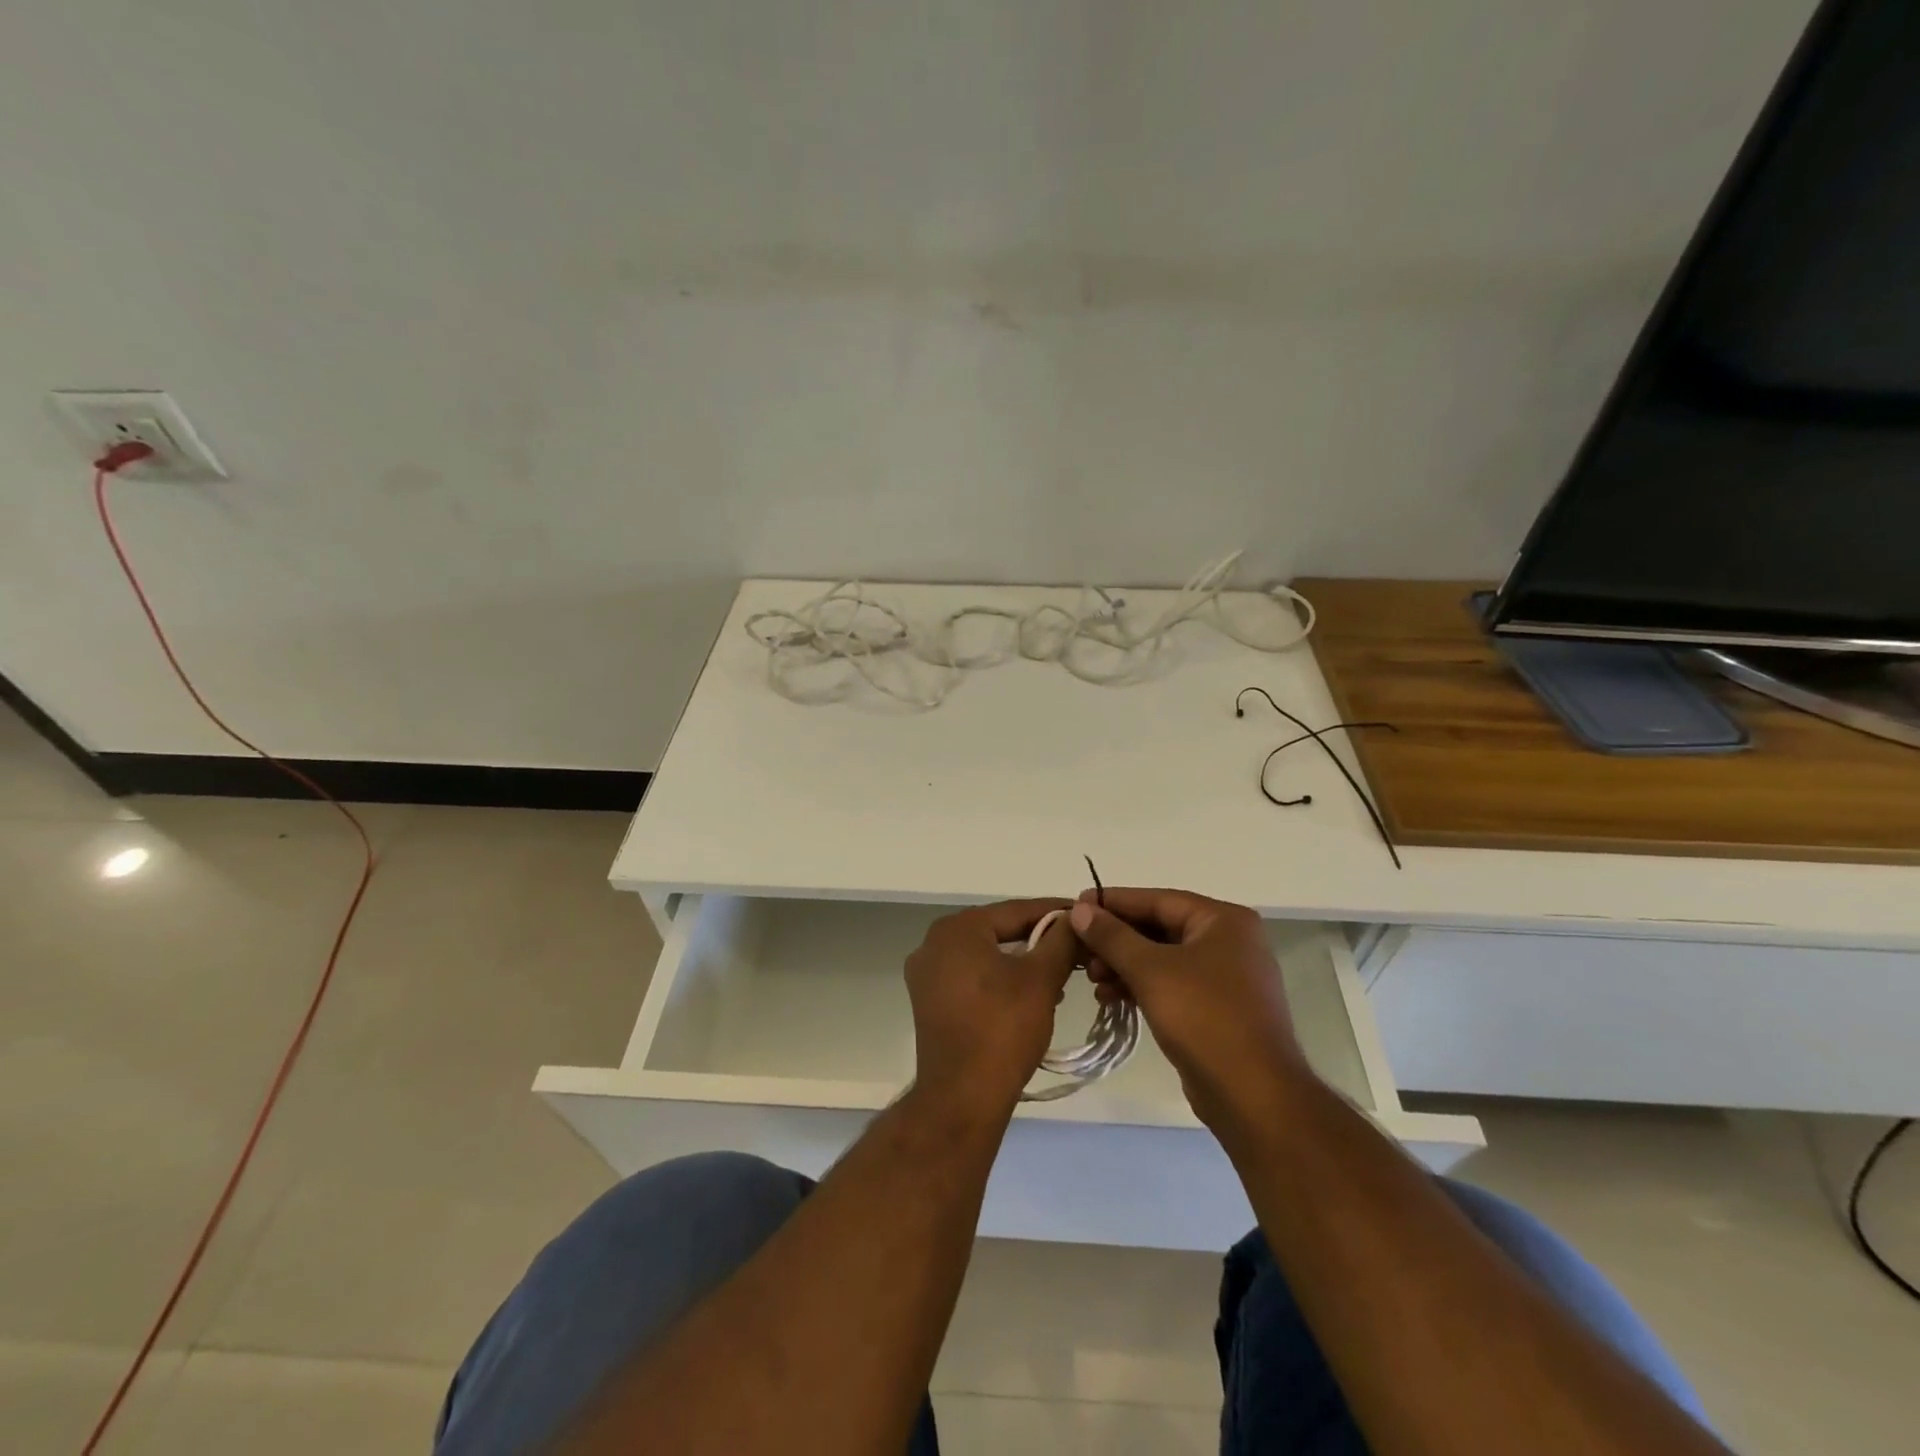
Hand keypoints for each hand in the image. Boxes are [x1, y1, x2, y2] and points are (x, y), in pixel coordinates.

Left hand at [905, 900, 1077, 1116]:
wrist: (962, 1097)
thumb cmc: (1002, 1029)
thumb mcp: (1042, 979)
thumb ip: (1061, 940)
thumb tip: (1075, 917)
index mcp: (957, 929)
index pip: (1015, 910)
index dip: (1055, 912)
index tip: (1085, 915)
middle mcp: (933, 943)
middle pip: (998, 930)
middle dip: (1039, 939)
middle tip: (1076, 947)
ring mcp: (927, 975)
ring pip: (986, 955)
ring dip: (1022, 962)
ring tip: (1060, 976)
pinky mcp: (929, 1002)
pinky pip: (972, 978)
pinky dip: (1000, 980)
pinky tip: (1029, 996)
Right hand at [1069, 889, 1308, 1135]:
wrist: (1254, 1096)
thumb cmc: (1204, 1018)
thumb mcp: (1150, 970)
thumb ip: (1112, 936)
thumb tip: (1080, 908)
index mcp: (1224, 920)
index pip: (1158, 900)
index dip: (1113, 902)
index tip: (1076, 905)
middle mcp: (1229, 941)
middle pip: (1159, 928)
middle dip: (1117, 941)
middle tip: (1080, 951)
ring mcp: (1226, 978)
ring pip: (1163, 959)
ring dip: (1124, 966)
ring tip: (1093, 979)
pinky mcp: (1218, 1010)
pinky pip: (1172, 985)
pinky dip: (1142, 987)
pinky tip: (1111, 997)